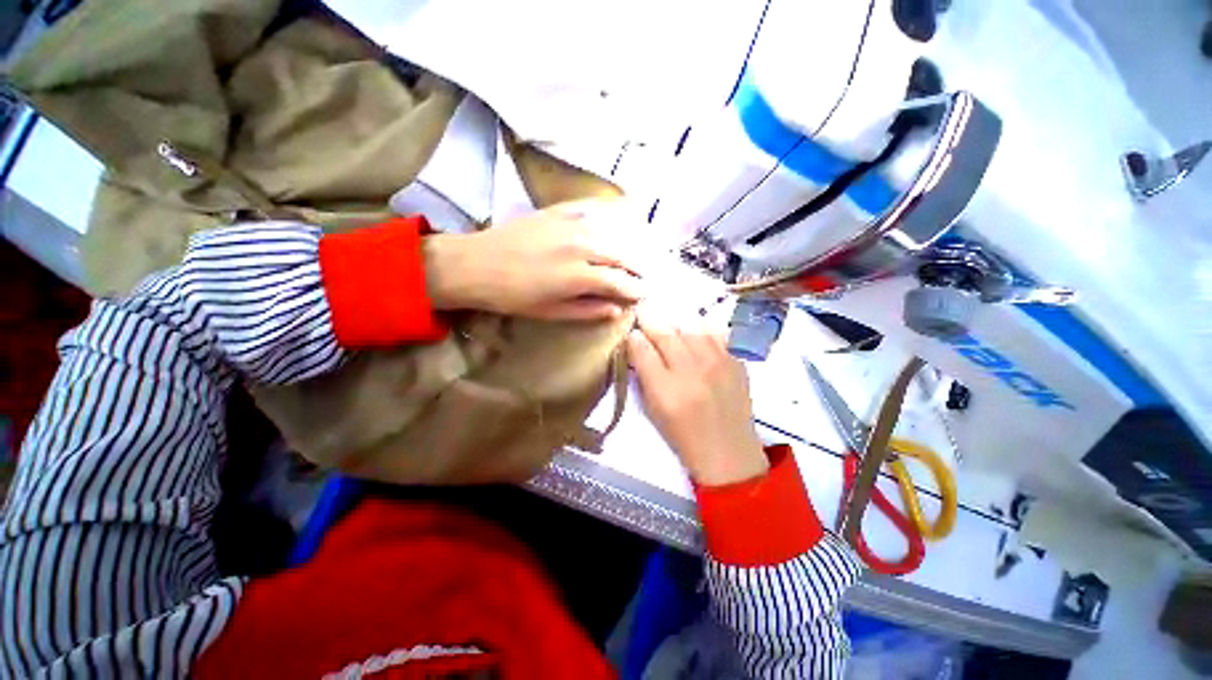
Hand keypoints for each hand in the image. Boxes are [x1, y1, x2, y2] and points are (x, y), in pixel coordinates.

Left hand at [423, 201, 643, 320]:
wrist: (477, 264)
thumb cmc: (513, 296)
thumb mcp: (551, 312)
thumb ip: (587, 310)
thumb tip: (616, 310)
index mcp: (578, 276)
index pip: (619, 282)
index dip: (634, 289)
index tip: (643, 294)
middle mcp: (581, 246)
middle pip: (621, 255)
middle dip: (637, 267)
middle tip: (645, 276)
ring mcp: (570, 225)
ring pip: (611, 233)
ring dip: (627, 245)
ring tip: (634, 254)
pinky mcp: (557, 212)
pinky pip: (591, 211)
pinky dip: (606, 217)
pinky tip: (614, 221)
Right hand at [627, 310, 768, 486]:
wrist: (729, 452)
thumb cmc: (683, 435)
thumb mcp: (653, 410)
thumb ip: (643, 375)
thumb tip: (637, 345)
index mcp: (666, 390)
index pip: (642, 349)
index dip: (633, 336)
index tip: (631, 331)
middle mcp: (692, 371)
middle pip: (665, 332)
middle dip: (650, 318)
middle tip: (644, 311)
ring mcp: (718, 364)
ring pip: (691, 325)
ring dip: (675, 320)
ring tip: (669, 321)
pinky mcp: (736, 361)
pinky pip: (715, 333)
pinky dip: (700, 328)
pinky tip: (694, 332)